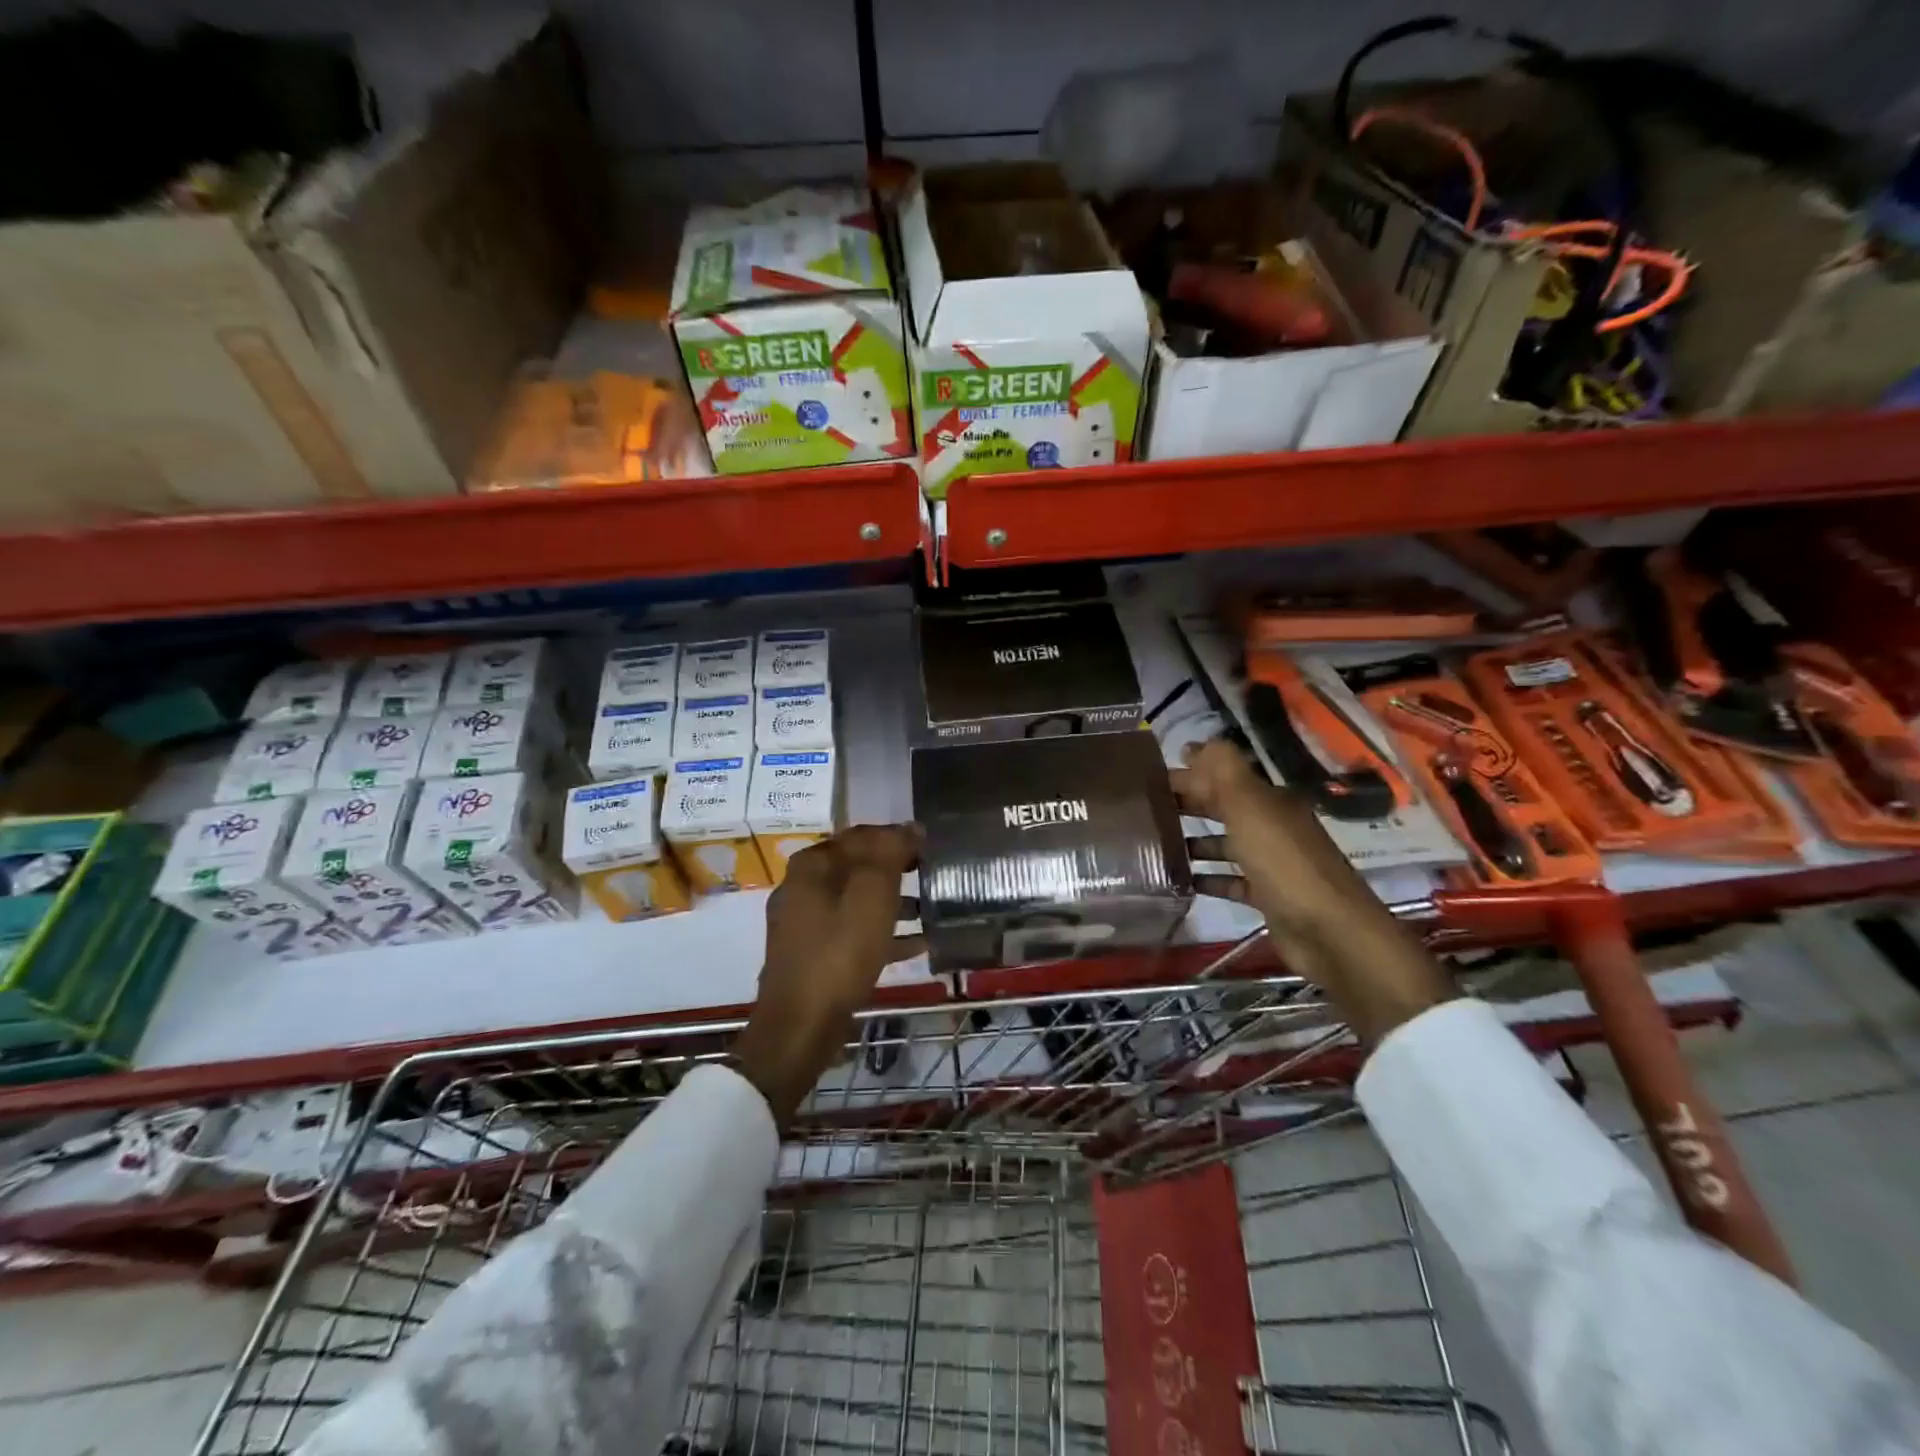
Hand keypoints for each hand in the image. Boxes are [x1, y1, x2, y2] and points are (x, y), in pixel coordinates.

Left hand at [734, 824, 921, 1124]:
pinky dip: (883, 932)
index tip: (930, 847)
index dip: (897, 837)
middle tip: (932, 873)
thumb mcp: (872, 895)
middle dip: (896, 869)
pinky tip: (917, 944)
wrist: (800, 1026)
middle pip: (858, 867)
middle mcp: (803, 887)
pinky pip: (854, 932)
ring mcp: (805, 924)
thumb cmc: (839, 953)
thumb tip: (910, 827)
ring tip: (931, 907)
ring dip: (893, 901)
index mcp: (812, 865)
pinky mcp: (813, 956)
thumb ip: (891, 854)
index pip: (861, 835)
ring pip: (857, 900)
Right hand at [1174, 740, 1453, 1043]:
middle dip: (1187, 804)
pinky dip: (1208, 877)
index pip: (1222, 777)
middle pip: (1223, 808)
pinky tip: (1181, 880)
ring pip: (1226, 844)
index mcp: (1269, 800)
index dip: (1188, 774)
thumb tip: (1194, 744)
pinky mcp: (1267, 896)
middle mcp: (1272, 826)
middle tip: (1143, 810)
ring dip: (1194, 841)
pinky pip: (1230, 880)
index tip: (1148, 780)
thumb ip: (1222, 772)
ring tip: (1154, 845)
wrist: (1330, 932)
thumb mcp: (1251, 807)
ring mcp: (1271, 862)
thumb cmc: (1284, 863)